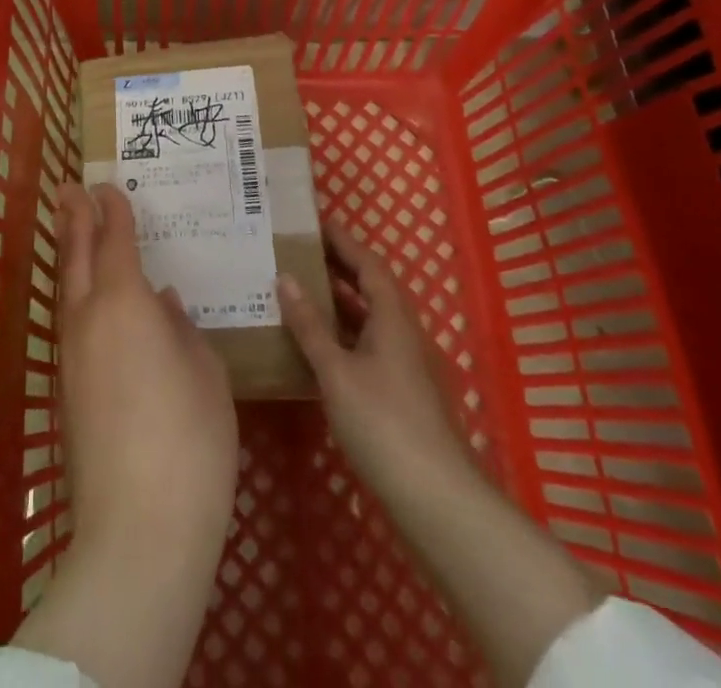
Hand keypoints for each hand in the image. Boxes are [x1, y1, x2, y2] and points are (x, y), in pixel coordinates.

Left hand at [10, 183, 237, 687]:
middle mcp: (88, 317)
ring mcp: (72, 355)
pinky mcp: (67, 389)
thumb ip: (182, 329)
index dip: (113, 210)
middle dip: (74, 218)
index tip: (108, 186)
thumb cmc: (190, 439)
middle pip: (77, 255)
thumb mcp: (206, 373)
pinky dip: (76, 293)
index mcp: (125, 301)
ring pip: (67, 288)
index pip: (115, 239)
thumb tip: (164, 303)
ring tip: (74, 231)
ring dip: (70, 254)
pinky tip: (93, 302)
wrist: (138, 528)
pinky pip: (70, 321)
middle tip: (70, 188)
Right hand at [281, 214, 601, 687]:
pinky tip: (312, 344)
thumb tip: (285, 278)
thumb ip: (310, 325)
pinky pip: (364, 346)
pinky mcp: (397, 394)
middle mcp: (401, 334)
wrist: (435, 499)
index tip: (313, 221)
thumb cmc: (384, 423)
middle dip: (336, 267)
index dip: (343, 240)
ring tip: (295, 289)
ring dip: (336, 301)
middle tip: (295, 251)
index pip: (368, 264)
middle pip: (369, 288)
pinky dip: (339, 335)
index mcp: (393, 318)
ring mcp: (402, 366)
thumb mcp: (337, 370)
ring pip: (366, 319)